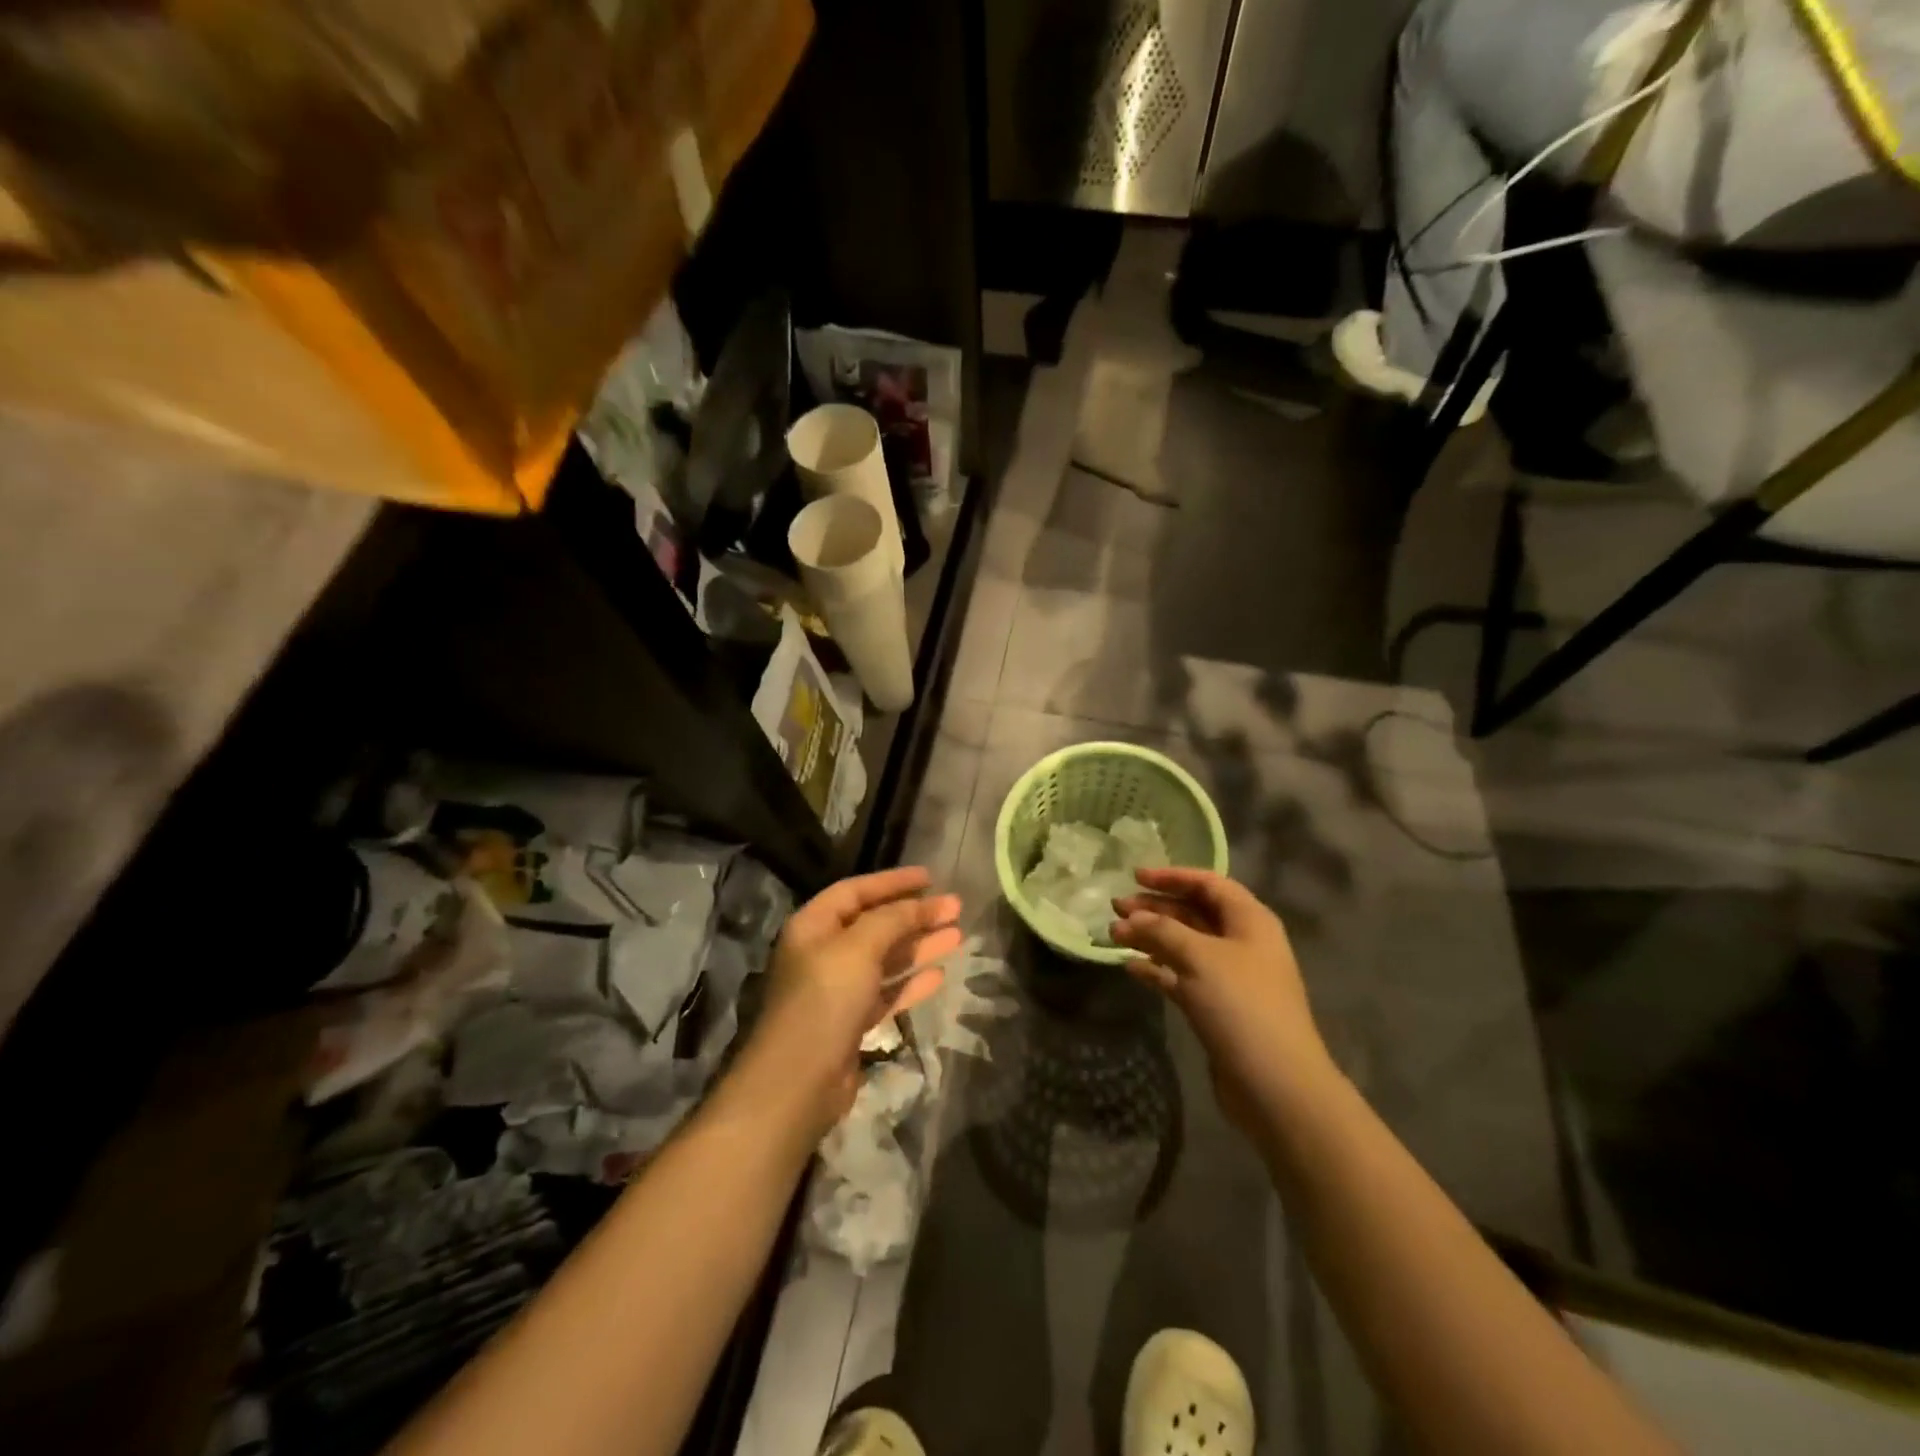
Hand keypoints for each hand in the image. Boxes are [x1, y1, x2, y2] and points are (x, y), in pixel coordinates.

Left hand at [749, 867, 961, 1131]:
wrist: (798, 1082)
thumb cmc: (824, 1000)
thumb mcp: (859, 948)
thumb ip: (892, 920)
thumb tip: (920, 903)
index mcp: (814, 926)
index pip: (856, 891)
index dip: (893, 882)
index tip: (930, 878)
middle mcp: (824, 953)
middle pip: (875, 924)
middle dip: (915, 915)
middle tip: (955, 908)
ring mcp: (837, 990)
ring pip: (885, 959)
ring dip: (919, 946)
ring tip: (958, 936)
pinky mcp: (851, 1022)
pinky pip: (886, 992)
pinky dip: (911, 982)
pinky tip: (939, 976)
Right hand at [1112, 868, 1333, 1128]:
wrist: (1276, 1084)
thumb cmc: (1241, 1005)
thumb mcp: (1199, 957)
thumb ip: (1162, 930)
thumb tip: (1132, 918)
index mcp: (1250, 921)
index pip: (1209, 884)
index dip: (1172, 876)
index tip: (1135, 876)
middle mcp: (1242, 943)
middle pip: (1194, 913)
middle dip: (1155, 908)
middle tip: (1116, 908)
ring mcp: (1230, 977)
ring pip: (1184, 945)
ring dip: (1150, 937)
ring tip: (1114, 935)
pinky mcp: (1217, 1007)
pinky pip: (1182, 976)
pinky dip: (1157, 969)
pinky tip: (1130, 967)